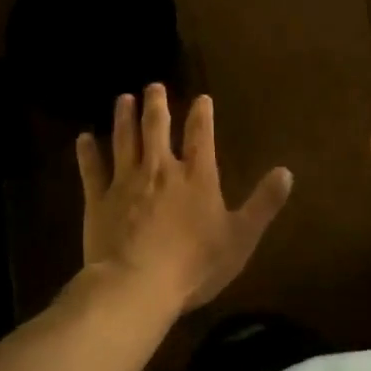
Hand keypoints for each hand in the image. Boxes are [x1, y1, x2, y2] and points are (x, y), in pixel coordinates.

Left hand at [77, 85, 293, 313]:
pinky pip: (91, 170)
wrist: (137, 285)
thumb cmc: (194, 265)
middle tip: (153, 86)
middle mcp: (160, 169)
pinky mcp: (98, 199)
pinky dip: (87, 152)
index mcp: (196, 177)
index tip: (201, 98)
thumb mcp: (241, 237)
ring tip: (124, 99)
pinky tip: (83, 138)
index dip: (202, 115)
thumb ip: (263, 203)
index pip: (201, 135)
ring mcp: (126, 182)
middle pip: (157, 128)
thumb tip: (286, 172)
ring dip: (124, 117)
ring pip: (124, 140)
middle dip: (157, 104)